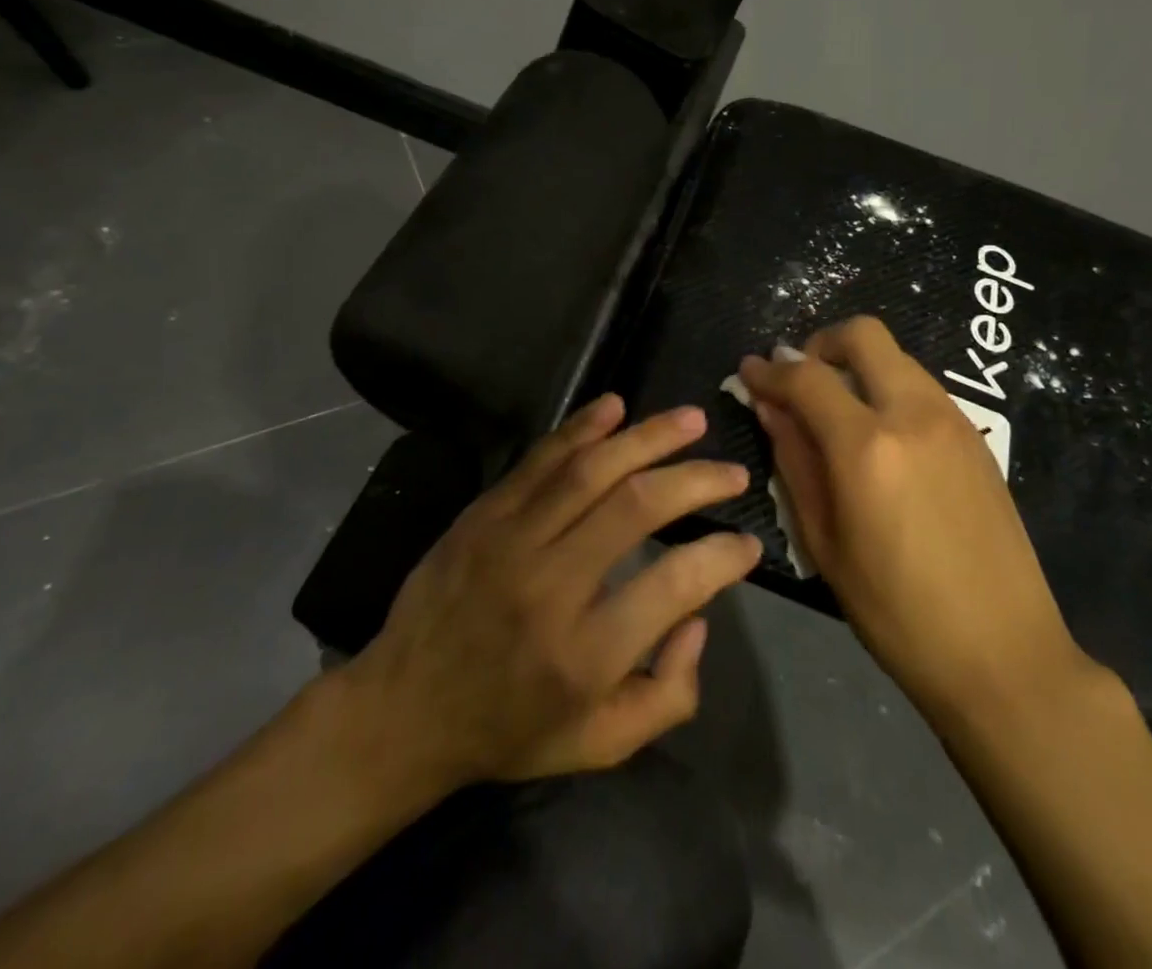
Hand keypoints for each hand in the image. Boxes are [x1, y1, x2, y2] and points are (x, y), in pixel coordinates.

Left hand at [347, 395, 761, 787]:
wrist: (403, 709)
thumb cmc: (509, 730)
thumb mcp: (599, 745)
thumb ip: (667, 695)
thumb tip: (699, 617)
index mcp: (585, 654)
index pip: (674, 584)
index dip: (722, 556)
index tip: (748, 543)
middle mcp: (551, 586)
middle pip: (636, 507)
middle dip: (696, 481)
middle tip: (733, 472)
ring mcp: (511, 540)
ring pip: (590, 470)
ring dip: (648, 438)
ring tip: (692, 420)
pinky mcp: (484, 514)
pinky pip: (540, 460)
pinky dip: (581, 428)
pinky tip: (615, 406)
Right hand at [738, 317, 1087, 720]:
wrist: (1003, 654)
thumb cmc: (895, 611)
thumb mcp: (824, 542)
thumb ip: (794, 462)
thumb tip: (770, 408)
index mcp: (867, 447)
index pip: (806, 377)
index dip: (769, 370)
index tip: (749, 371)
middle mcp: (913, 415)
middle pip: (863, 336)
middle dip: (821, 345)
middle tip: (800, 380)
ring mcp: (953, 421)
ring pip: (896, 357)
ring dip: (858, 367)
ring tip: (837, 412)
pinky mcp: (978, 438)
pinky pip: (922, 388)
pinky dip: (889, 390)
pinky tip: (880, 438)